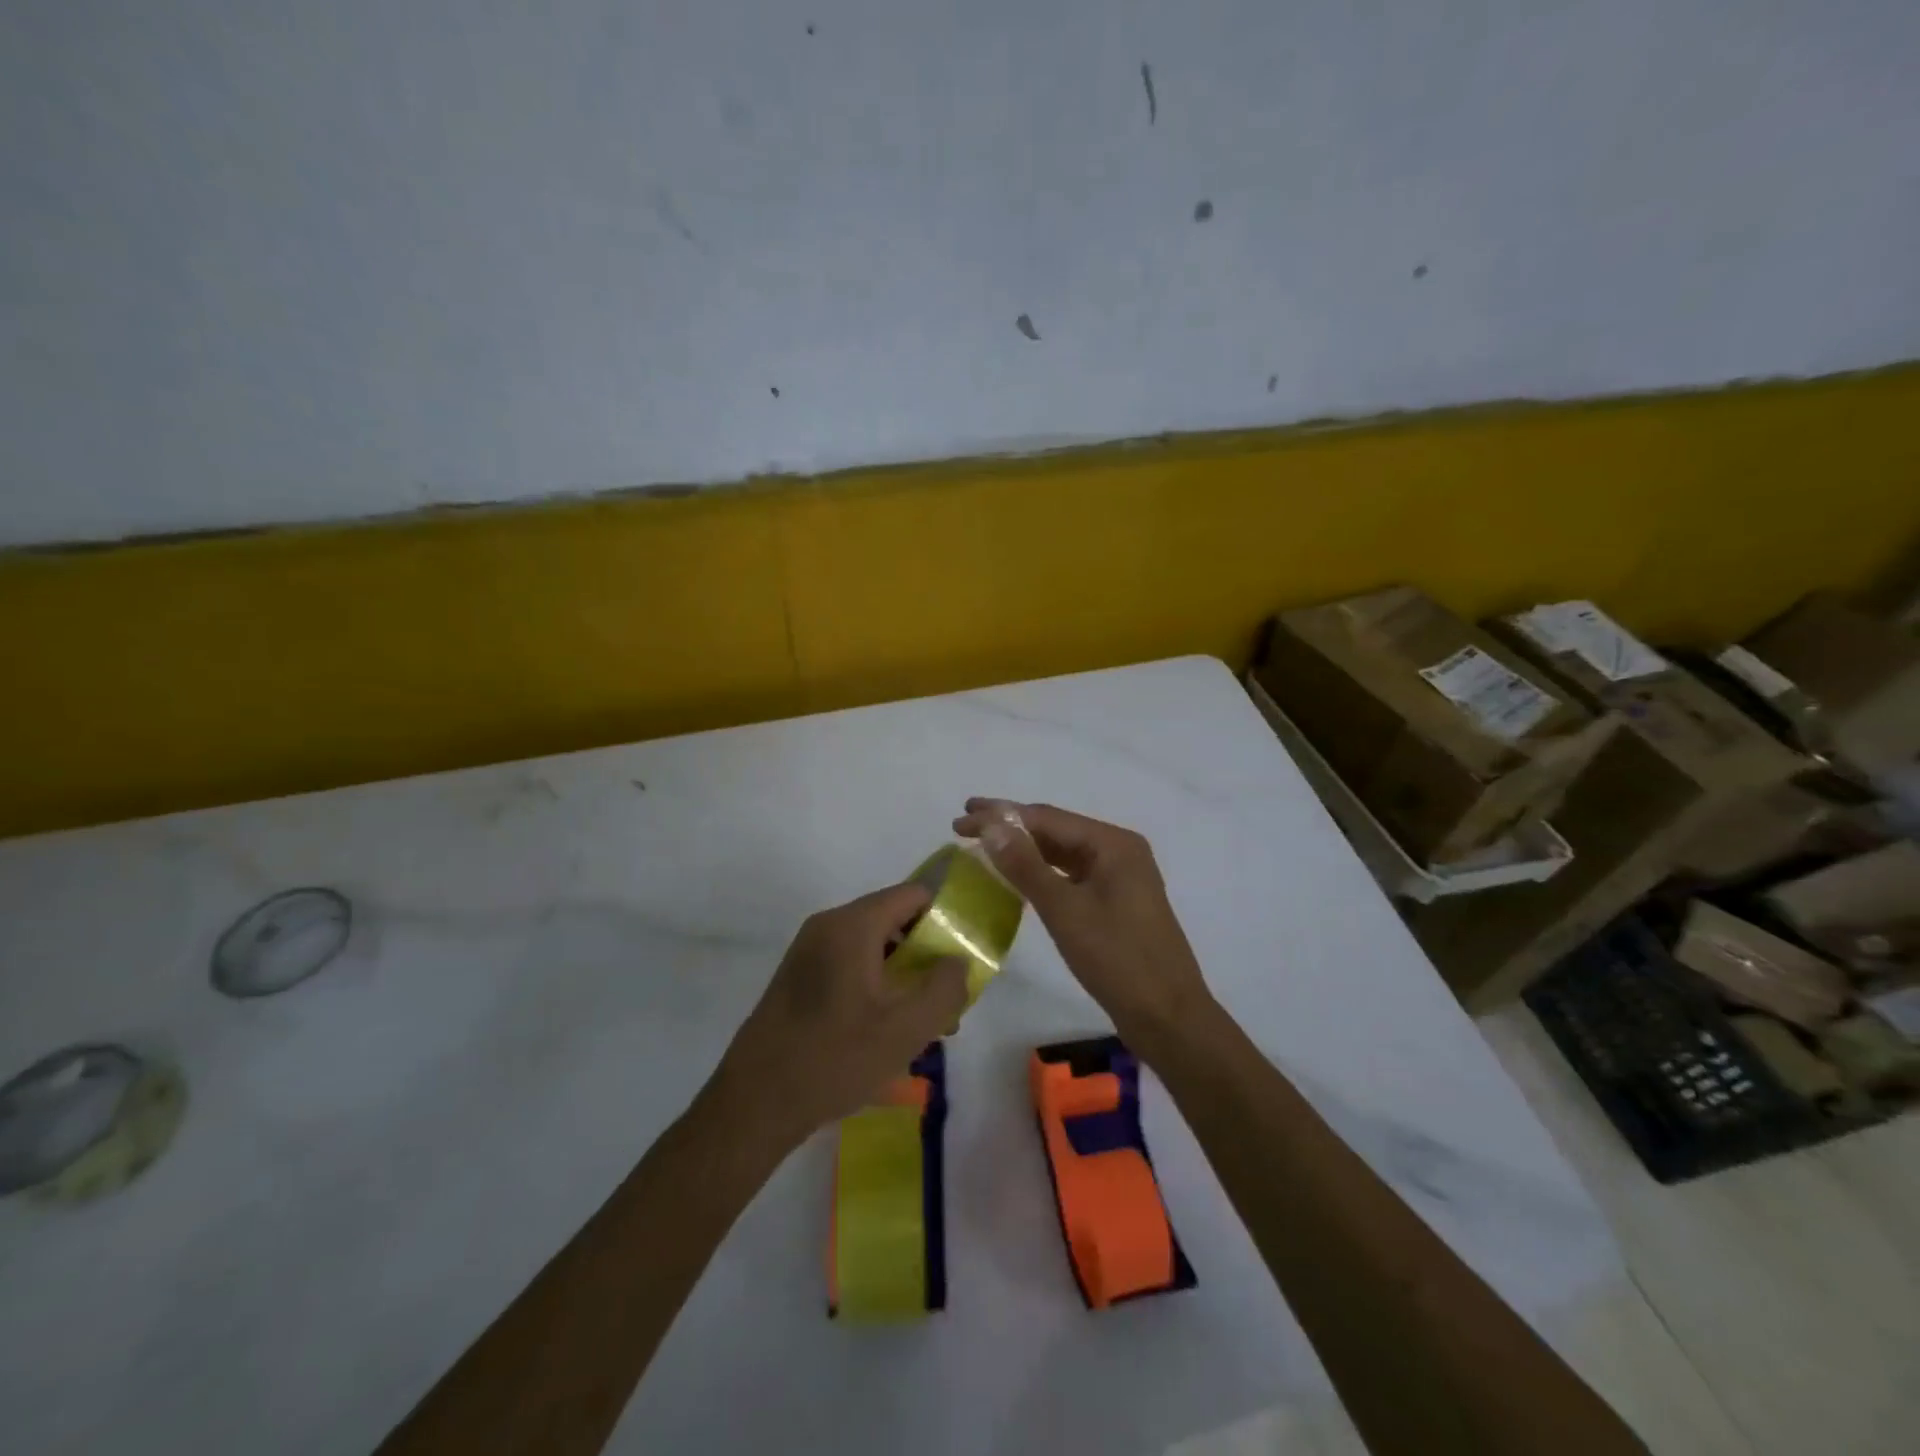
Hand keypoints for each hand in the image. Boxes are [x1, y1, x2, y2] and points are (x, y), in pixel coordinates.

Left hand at [706, 883, 968, 1151]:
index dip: (946, 916)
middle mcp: (828, 926)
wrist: (754, 1104)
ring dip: (903, 975)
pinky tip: (887, 1030)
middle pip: (893, 920)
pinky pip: (849, 964)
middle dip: (927, 953)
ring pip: (872, 946)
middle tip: (948, 996)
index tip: (966, 952)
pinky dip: (876, 984)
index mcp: (852, 925)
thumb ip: (945, 988)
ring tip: (924, 1023)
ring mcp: (808, 951)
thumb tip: (958, 960)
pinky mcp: (798, 977)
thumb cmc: (834, 1060)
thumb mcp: (906, 1030)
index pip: (913, 895)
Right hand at [952, 799, 1212, 1046]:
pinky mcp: (1115, 902)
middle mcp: (1119, 851)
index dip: (1000, 815)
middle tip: (964, 826)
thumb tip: (990, 824)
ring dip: (1024, 849)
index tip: (961, 818)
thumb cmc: (1118, 959)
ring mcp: (1119, 877)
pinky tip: (1018, 877)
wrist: (1168, 1017)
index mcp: (1113, 844)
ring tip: (983, 846)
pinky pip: (1071, 876)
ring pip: (1063, 853)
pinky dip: (1042, 873)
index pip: (1047, 818)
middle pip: (1055, 830)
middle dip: (1010, 827)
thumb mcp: (1065, 910)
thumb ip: (1025, 865)